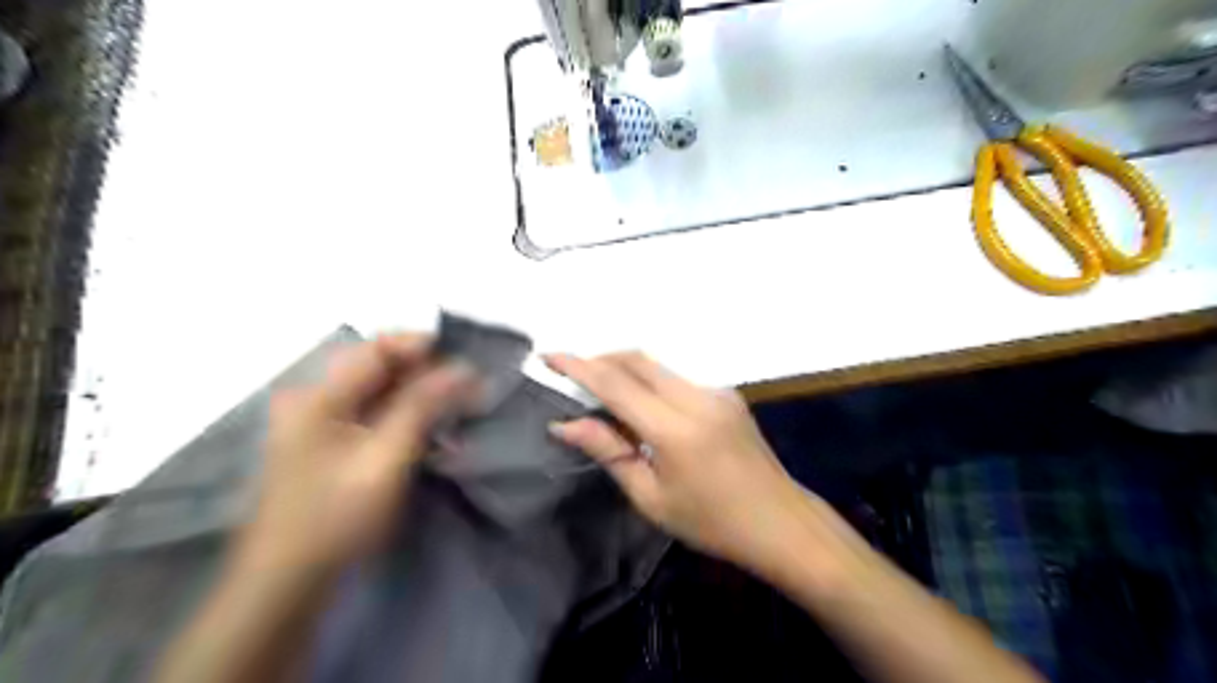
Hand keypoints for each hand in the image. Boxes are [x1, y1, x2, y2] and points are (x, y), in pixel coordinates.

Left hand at [242, 334, 476, 572]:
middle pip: (379, 367)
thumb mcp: (386, 459)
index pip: (377, 348)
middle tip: (469, 389)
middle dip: (427, 373)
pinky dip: (406, 417)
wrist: (287, 582)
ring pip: (380, 392)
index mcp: (320, 396)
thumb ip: (422, 407)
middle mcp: (317, 399)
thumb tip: (463, 368)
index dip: (422, 345)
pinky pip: (375, 414)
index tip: (465, 359)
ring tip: (458, 408)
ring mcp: (321, 423)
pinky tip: (432, 431)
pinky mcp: (331, 445)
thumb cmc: (336, 517)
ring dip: (420, 396)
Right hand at [548, 356, 810, 573]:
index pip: (615, 384)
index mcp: (675, 429)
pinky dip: (650, 383)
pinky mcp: (727, 394)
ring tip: (603, 399)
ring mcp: (716, 392)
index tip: (548, 357)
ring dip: (624, 371)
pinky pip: (676, 379)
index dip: (578, 366)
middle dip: (600, 360)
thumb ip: (609, 452)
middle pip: (637, 360)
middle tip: (572, 377)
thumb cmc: (711, 523)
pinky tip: (643, 411)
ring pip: (657, 366)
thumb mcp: (652, 498)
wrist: (781, 522)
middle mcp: (697, 397)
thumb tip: (565, 425)